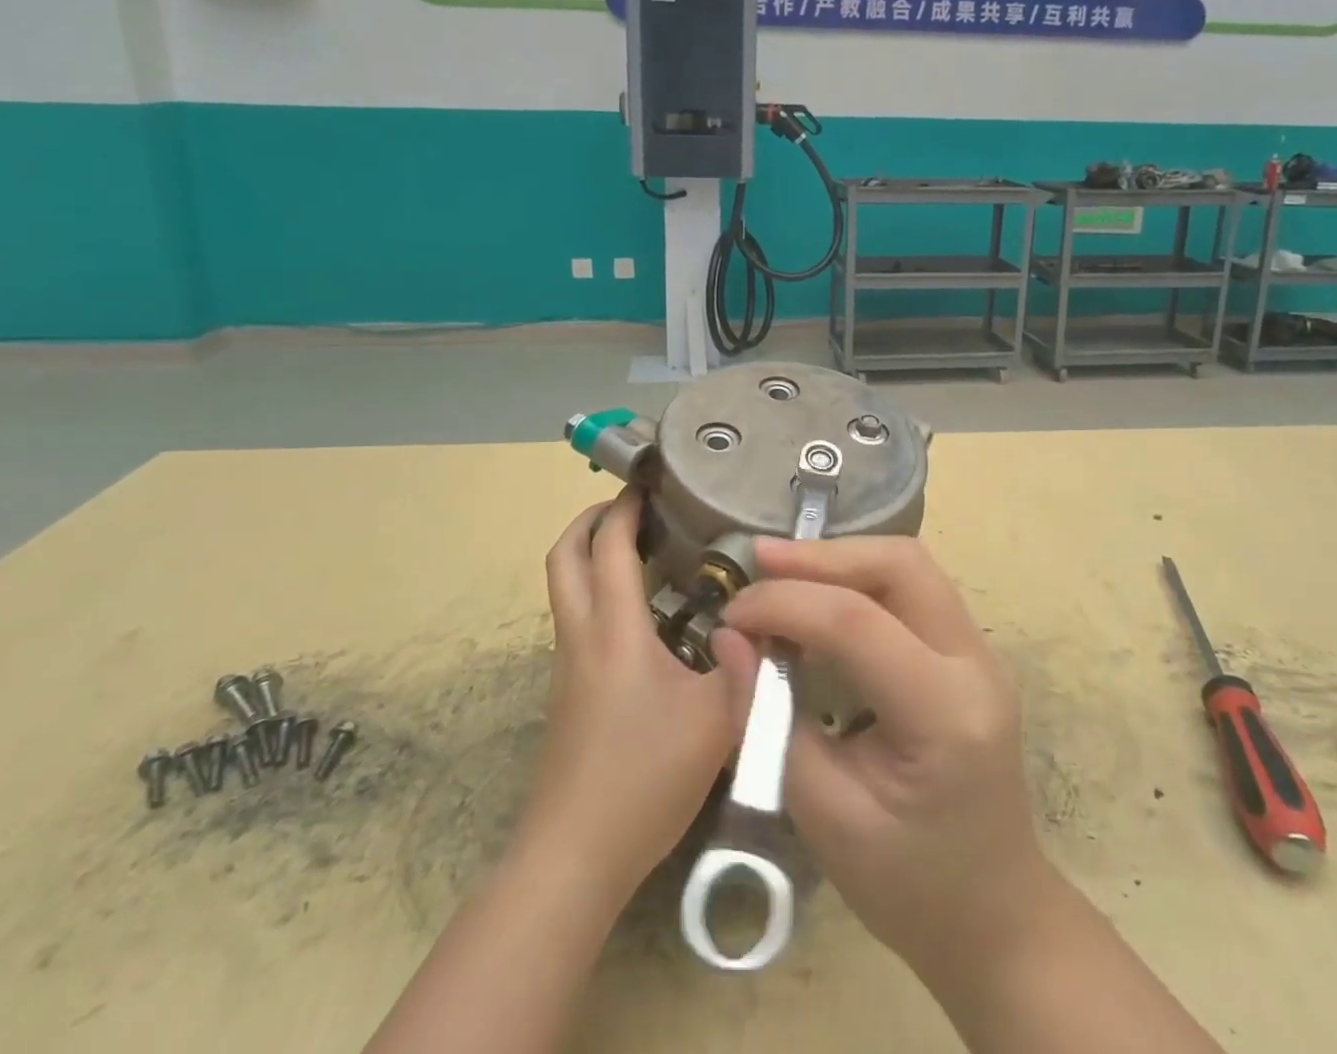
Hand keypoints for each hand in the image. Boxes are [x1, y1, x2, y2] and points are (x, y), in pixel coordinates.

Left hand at [522, 490, 757, 903]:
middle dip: (592, 519)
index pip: (609, 545)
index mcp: (614, 629)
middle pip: (564, 555)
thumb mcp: (719, 720)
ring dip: (593, 554)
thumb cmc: (645, 777)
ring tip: (646, 549)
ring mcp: (567, 664)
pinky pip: (576, 617)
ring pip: (565, 586)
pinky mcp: (567, 690)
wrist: (574, 857)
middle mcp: (581, 635)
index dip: (624, 505)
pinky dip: (599, 590)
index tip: (649, 479)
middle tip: (636, 507)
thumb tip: (772, 619)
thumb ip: (750, 665)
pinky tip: (646, 613)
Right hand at [721, 536, 1050, 978]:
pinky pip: (914, 588)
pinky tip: (821, 595)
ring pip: (910, 566)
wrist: (996, 919)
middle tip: (759, 561)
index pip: (857, 623)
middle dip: (822, 555)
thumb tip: (728, 640)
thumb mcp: (824, 818)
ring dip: (841, 559)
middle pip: (900, 565)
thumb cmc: (909, 887)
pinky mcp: (970, 653)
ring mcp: (981, 653)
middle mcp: (976, 664)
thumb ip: (768, 722)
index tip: (731, 613)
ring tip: (780, 570)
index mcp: (944, 715)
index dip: (784, 604)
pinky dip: (860, 579)